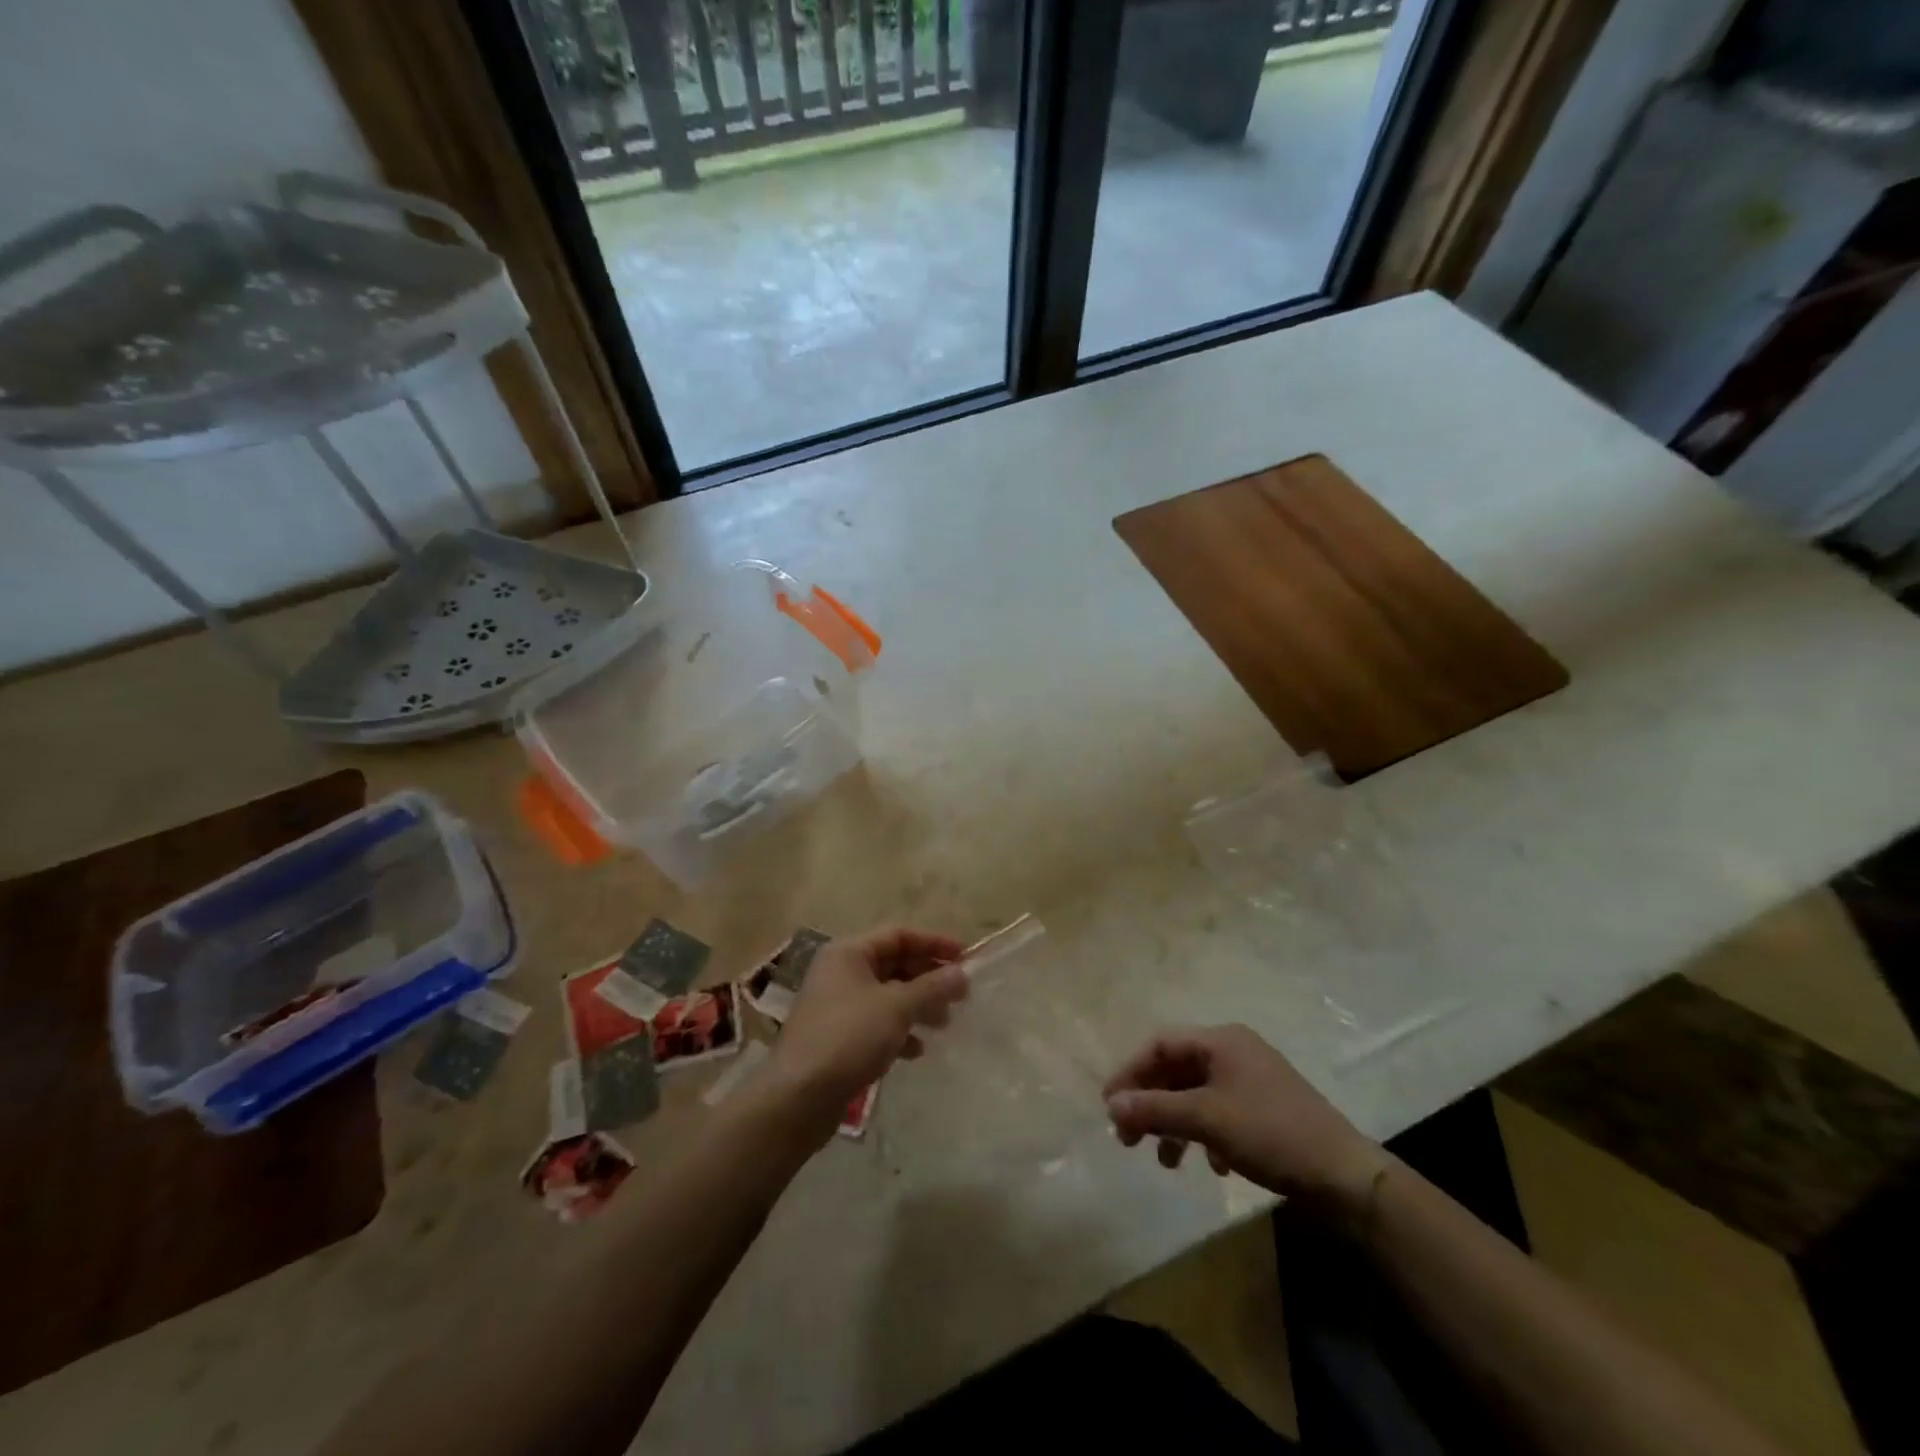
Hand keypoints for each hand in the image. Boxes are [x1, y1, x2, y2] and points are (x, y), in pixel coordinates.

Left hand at [765, 926, 968, 1137]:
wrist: (798, 1097)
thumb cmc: (848, 1037)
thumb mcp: (897, 1007)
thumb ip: (932, 987)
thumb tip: (961, 974)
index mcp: (849, 953)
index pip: (899, 935)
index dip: (934, 943)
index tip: (966, 957)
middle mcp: (840, 972)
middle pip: (893, 964)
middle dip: (928, 978)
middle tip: (960, 995)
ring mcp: (836, 1006)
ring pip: (887, 996)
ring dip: (917, 1005)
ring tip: (944, 1023)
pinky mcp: (836, 1038)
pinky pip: (876, 1024)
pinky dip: (899, 1031)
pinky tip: (916, 1050)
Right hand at [1104, 1025, 1386, 1210]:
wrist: (1345, 1176)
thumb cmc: (1270, 1134)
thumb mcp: (1206, 1120)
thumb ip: (1155, 1109)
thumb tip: (1112, 1104)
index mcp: (1221, 1040)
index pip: (1160, 1045)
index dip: (1130, 1072)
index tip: (1110, 1107)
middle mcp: (1234, 1051)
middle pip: (1176, 1069)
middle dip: (1150, 1102)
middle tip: (1128, 1138)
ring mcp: (1252, 1079)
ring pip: (1197, 1093)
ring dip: (1175, 1123)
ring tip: (1165, 1161)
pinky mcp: (1265, 1108)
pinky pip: (1220, 1111)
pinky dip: (1205, 1133)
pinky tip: (1212, 1165)